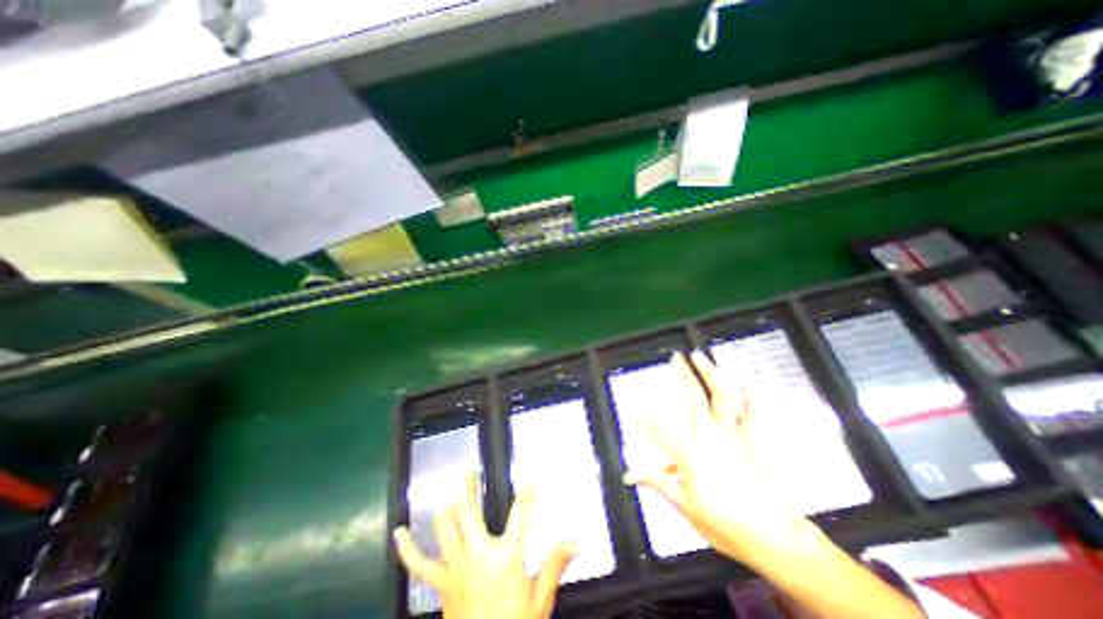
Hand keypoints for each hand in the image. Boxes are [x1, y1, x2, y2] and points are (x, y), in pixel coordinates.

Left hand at [395, 474, 577, 618]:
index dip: (527, 492)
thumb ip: (555, 565)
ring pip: (446, 528)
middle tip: (469, 468)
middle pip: (470, 512)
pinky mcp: (441, 584)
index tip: (530, 474)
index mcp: (506, 556)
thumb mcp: (540, 600)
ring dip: (447, 506)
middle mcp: (478, 554)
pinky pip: (419, 566)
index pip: (521, 514)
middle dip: (469, 487)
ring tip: (448, 486)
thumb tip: (577, 541)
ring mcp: (455, 568)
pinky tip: (398, 532)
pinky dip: (407, 548)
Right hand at [619, 350, 816, 563]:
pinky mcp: (751, 442)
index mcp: (691, 453)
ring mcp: (733, 436)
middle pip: (693, 398)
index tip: (629, 399)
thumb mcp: (685, 507)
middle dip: (683, 375)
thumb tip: (628, 474)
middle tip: (675, 357)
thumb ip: (658, 483)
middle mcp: (710, 437)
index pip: (659, 428)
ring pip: (722, 396)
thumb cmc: (725, 525)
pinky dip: (751, 395)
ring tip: (702, 357)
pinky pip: (753, 413)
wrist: (774, 539)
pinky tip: (745, 380)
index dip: (642, 414)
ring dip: (711, 374)